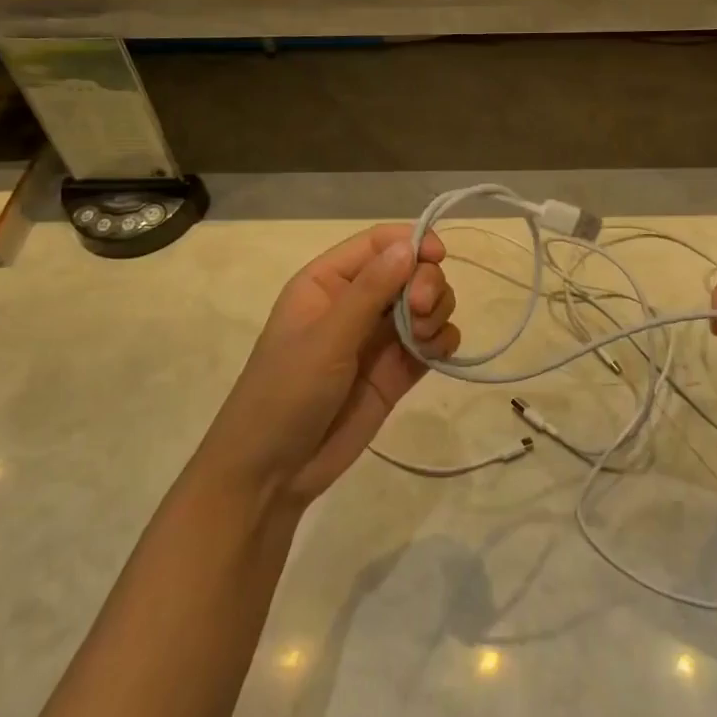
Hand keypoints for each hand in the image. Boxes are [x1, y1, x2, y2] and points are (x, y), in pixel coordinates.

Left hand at [200, 226, 460, 506]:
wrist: (272, 474)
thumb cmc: (285, 393)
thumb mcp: (325, 337)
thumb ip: (370, 291)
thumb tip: (410, 244)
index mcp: (328, 282)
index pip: (378, 243)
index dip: (412, 242)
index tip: (439, 257)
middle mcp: (356, 302)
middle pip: (410, 269)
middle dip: (426, 283)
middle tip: (422, 310)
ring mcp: (379, 337)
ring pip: (426, 303)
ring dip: (437, 311)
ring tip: (424, 340)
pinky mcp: (398, 370)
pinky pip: (433, 341)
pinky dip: (443, 341)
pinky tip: (436, 353)